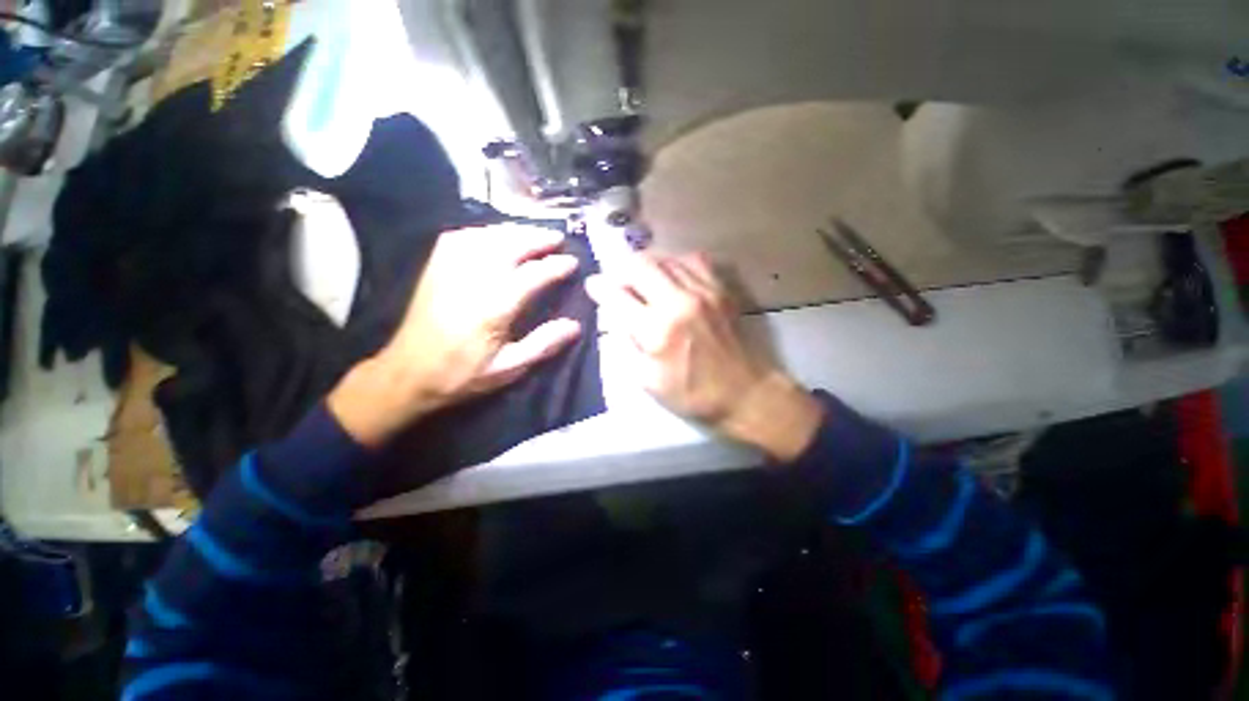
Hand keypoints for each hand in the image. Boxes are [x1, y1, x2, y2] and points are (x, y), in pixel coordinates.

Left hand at [330, 224, 581, 446]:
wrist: (407, 373)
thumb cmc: (462, 374)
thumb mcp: (508, 368)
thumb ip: (543, 345)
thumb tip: (574, 326)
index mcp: (494, 307)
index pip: (532, 275)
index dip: (555, 265)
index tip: (572, 261)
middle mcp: (473, 280)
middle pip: (510, 246)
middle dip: (537, 238)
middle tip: (558, 237)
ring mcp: (450, 269)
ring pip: (487, 236)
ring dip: (515, 231)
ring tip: (534, 233)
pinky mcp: (435, 268)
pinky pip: (462, 237)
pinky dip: (484, 232)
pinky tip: (495, 235)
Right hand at [585, 253, 822, 461]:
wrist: (745, 392)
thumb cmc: (693, 393)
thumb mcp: (648, 380)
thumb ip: (628, 343)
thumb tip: (617, 315)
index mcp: (658, 330)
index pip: (618, 296)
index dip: (599, 288)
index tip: (593, 285)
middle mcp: (679, 301)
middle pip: (640, 264)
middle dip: (620, 269)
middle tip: (617, 281)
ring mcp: (704, 290)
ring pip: (665, 257)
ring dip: (646, 265)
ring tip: (641, 280)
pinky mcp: (720, 289)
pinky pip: (693, 259)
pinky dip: (675, 263)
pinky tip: (672, 277)